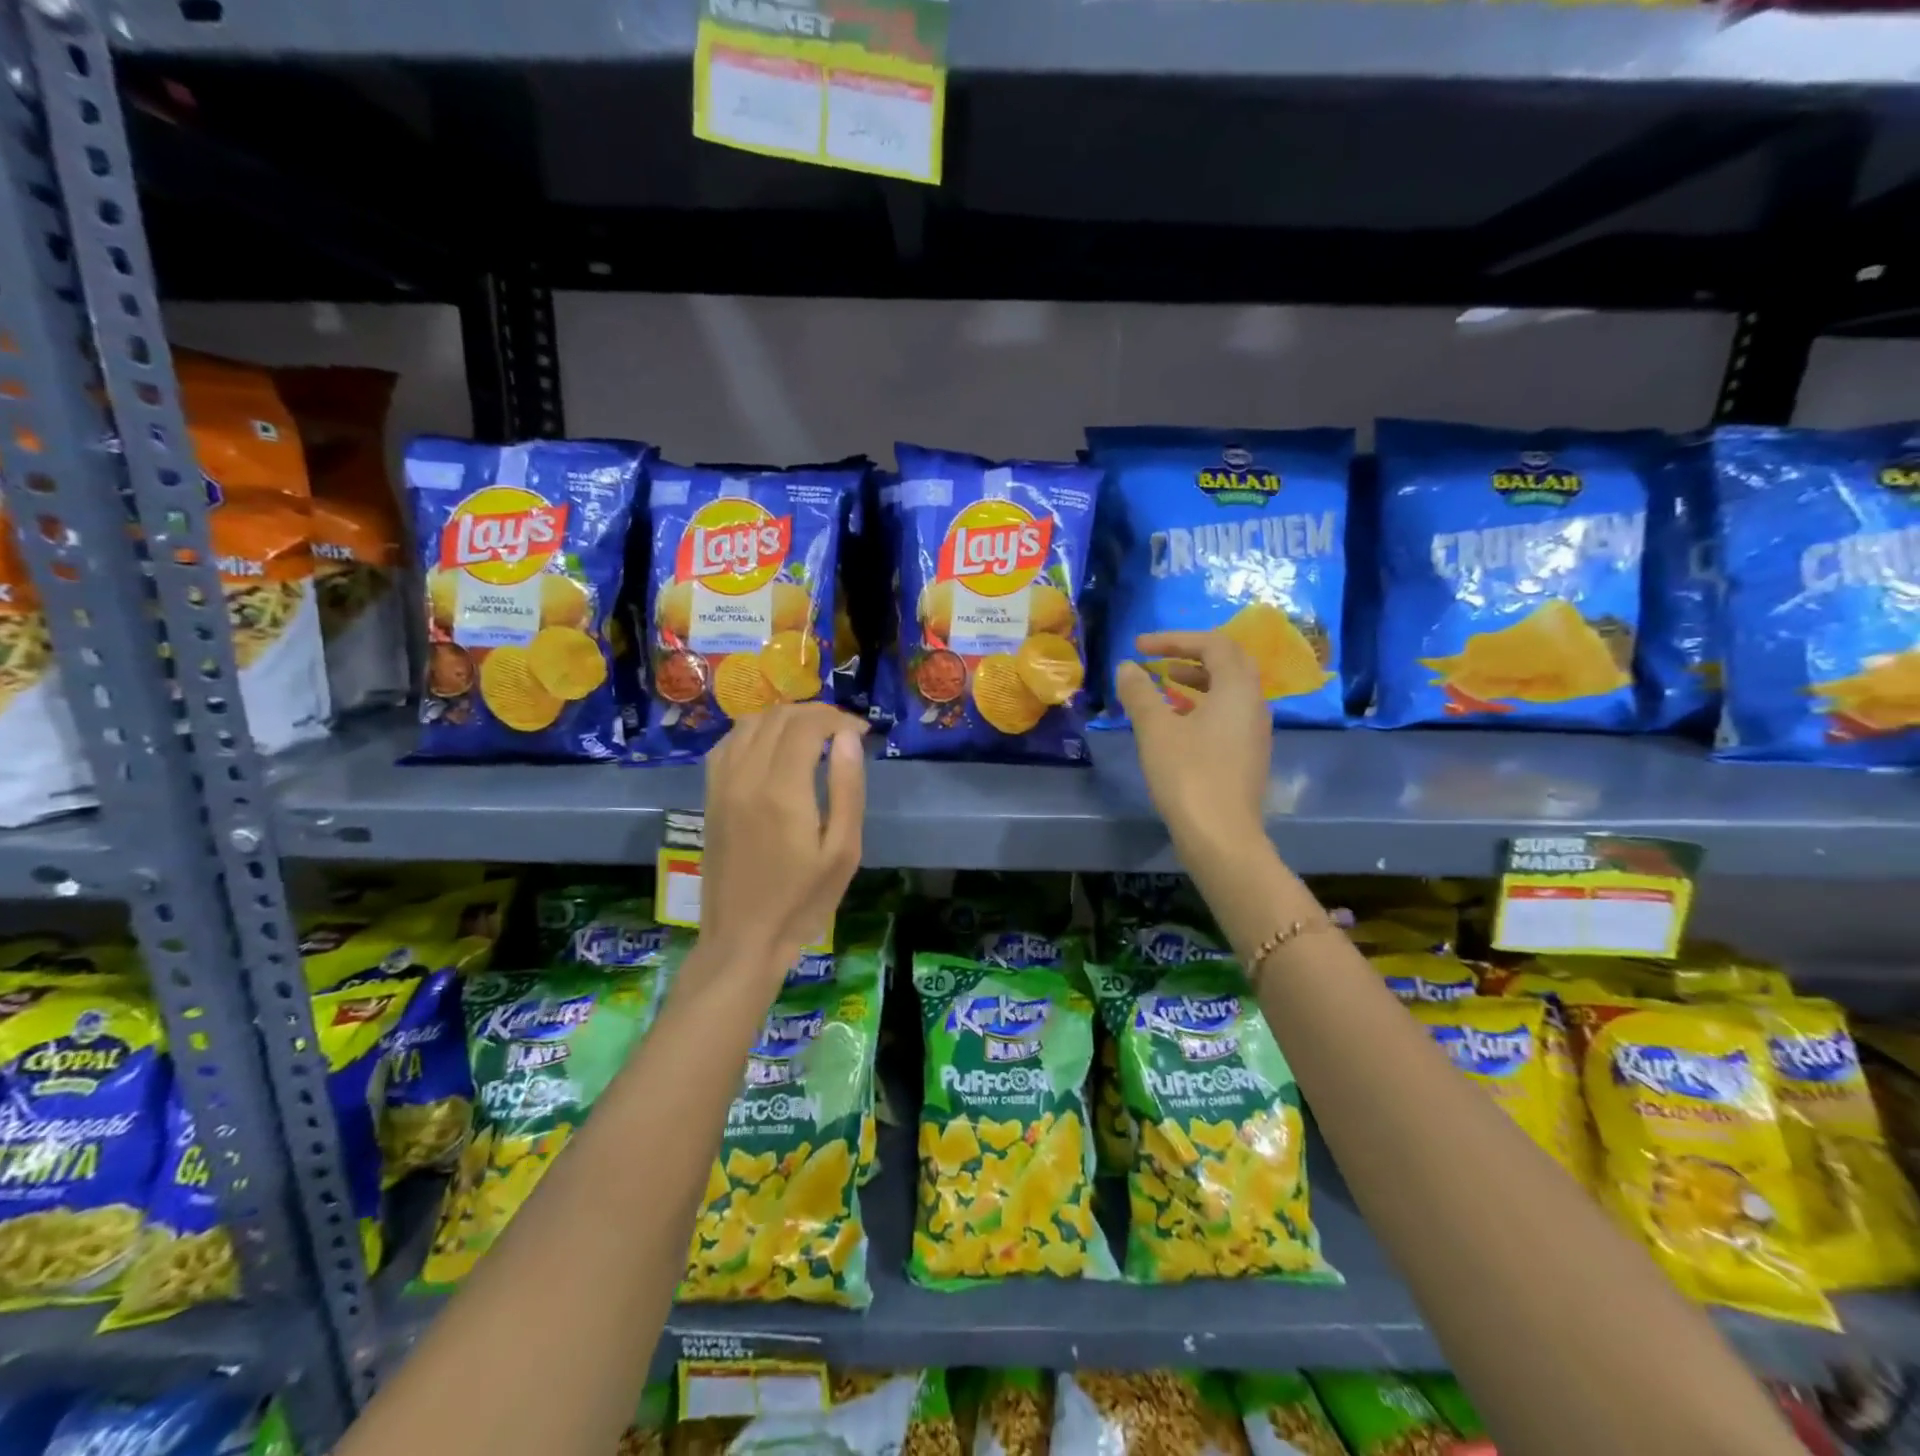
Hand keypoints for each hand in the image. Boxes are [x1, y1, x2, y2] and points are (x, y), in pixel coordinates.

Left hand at [699, 703, 866, 988]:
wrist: (742, 938)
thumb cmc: (802, 901)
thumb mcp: (843, 852)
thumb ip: (847, 789)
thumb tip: (849, 737)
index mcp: (782, 791)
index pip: (807, 725)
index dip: (838, 718)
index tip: (862, 732)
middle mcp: (746, 777)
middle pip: (779, 717)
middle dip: (816, 713)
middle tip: (843, 731)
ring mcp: (722, 785)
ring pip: (750, 723)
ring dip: (784, 718)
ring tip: (813, 735)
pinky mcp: (710, 796)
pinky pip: (727, 744)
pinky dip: (754, 732)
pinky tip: (772, 747)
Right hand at [1114, 631, 1270, 852]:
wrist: (1221, 837)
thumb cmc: (1188, 775)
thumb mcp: (1156, 729)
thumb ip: (1140, 693)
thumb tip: (1127, 667)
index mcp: (1238, 689)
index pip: (1214, 644)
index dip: (1175, 639)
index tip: (1140, 646)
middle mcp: (1254, 704)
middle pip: (1229, 662)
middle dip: (1191, 654)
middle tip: (1158, 658)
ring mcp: (1255, 731)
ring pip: (1230, 689)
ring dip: (1197, 679)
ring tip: (1164, 684)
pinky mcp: (1248, 754)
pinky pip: (1228, 713)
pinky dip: (1203, 704)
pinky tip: (1177, 721)